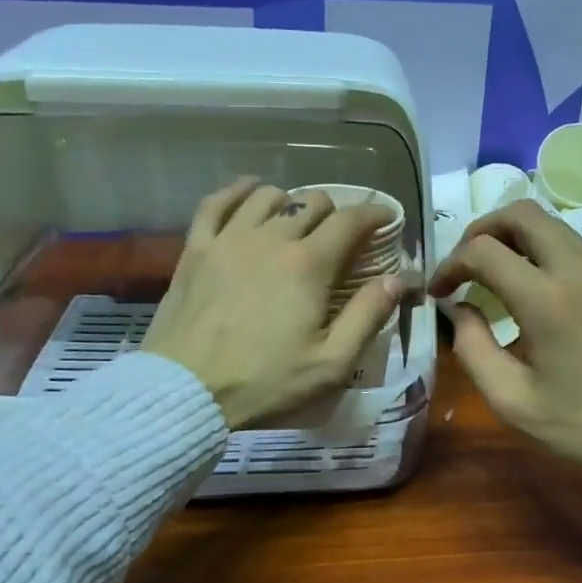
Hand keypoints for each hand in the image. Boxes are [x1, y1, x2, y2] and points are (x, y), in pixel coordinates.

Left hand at [142, 178, 401, 429]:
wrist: (185, 392)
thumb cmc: (265, 382)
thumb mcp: (331, 363)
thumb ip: (367, 316)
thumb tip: (396, 279)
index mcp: (309, 265)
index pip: (350, 220)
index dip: (375, 214)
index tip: (387, 219)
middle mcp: (271, 239)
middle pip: (312, 202)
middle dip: (335, 213)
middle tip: (341, 237)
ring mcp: (229, 239)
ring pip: (268, 195)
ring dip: (291, 203)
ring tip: (296, 222)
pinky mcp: (195, 248)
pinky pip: (217, 201)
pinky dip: (238, 191)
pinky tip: (249, 194)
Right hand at [431, 201, 581, 492]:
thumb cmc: (581, 425)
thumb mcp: (511, 399)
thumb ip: (472, 348)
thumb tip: (460, 309)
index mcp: (547, 300)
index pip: (484, 251)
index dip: (451, 264)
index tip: (439, 291)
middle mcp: (579, 270)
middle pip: (522, 213)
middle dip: (482, 229)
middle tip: (465, 264)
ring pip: (551, 224)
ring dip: (514, 237)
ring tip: (494, 273)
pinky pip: (575, 247)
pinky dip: (543, 252)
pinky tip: (535, 290)